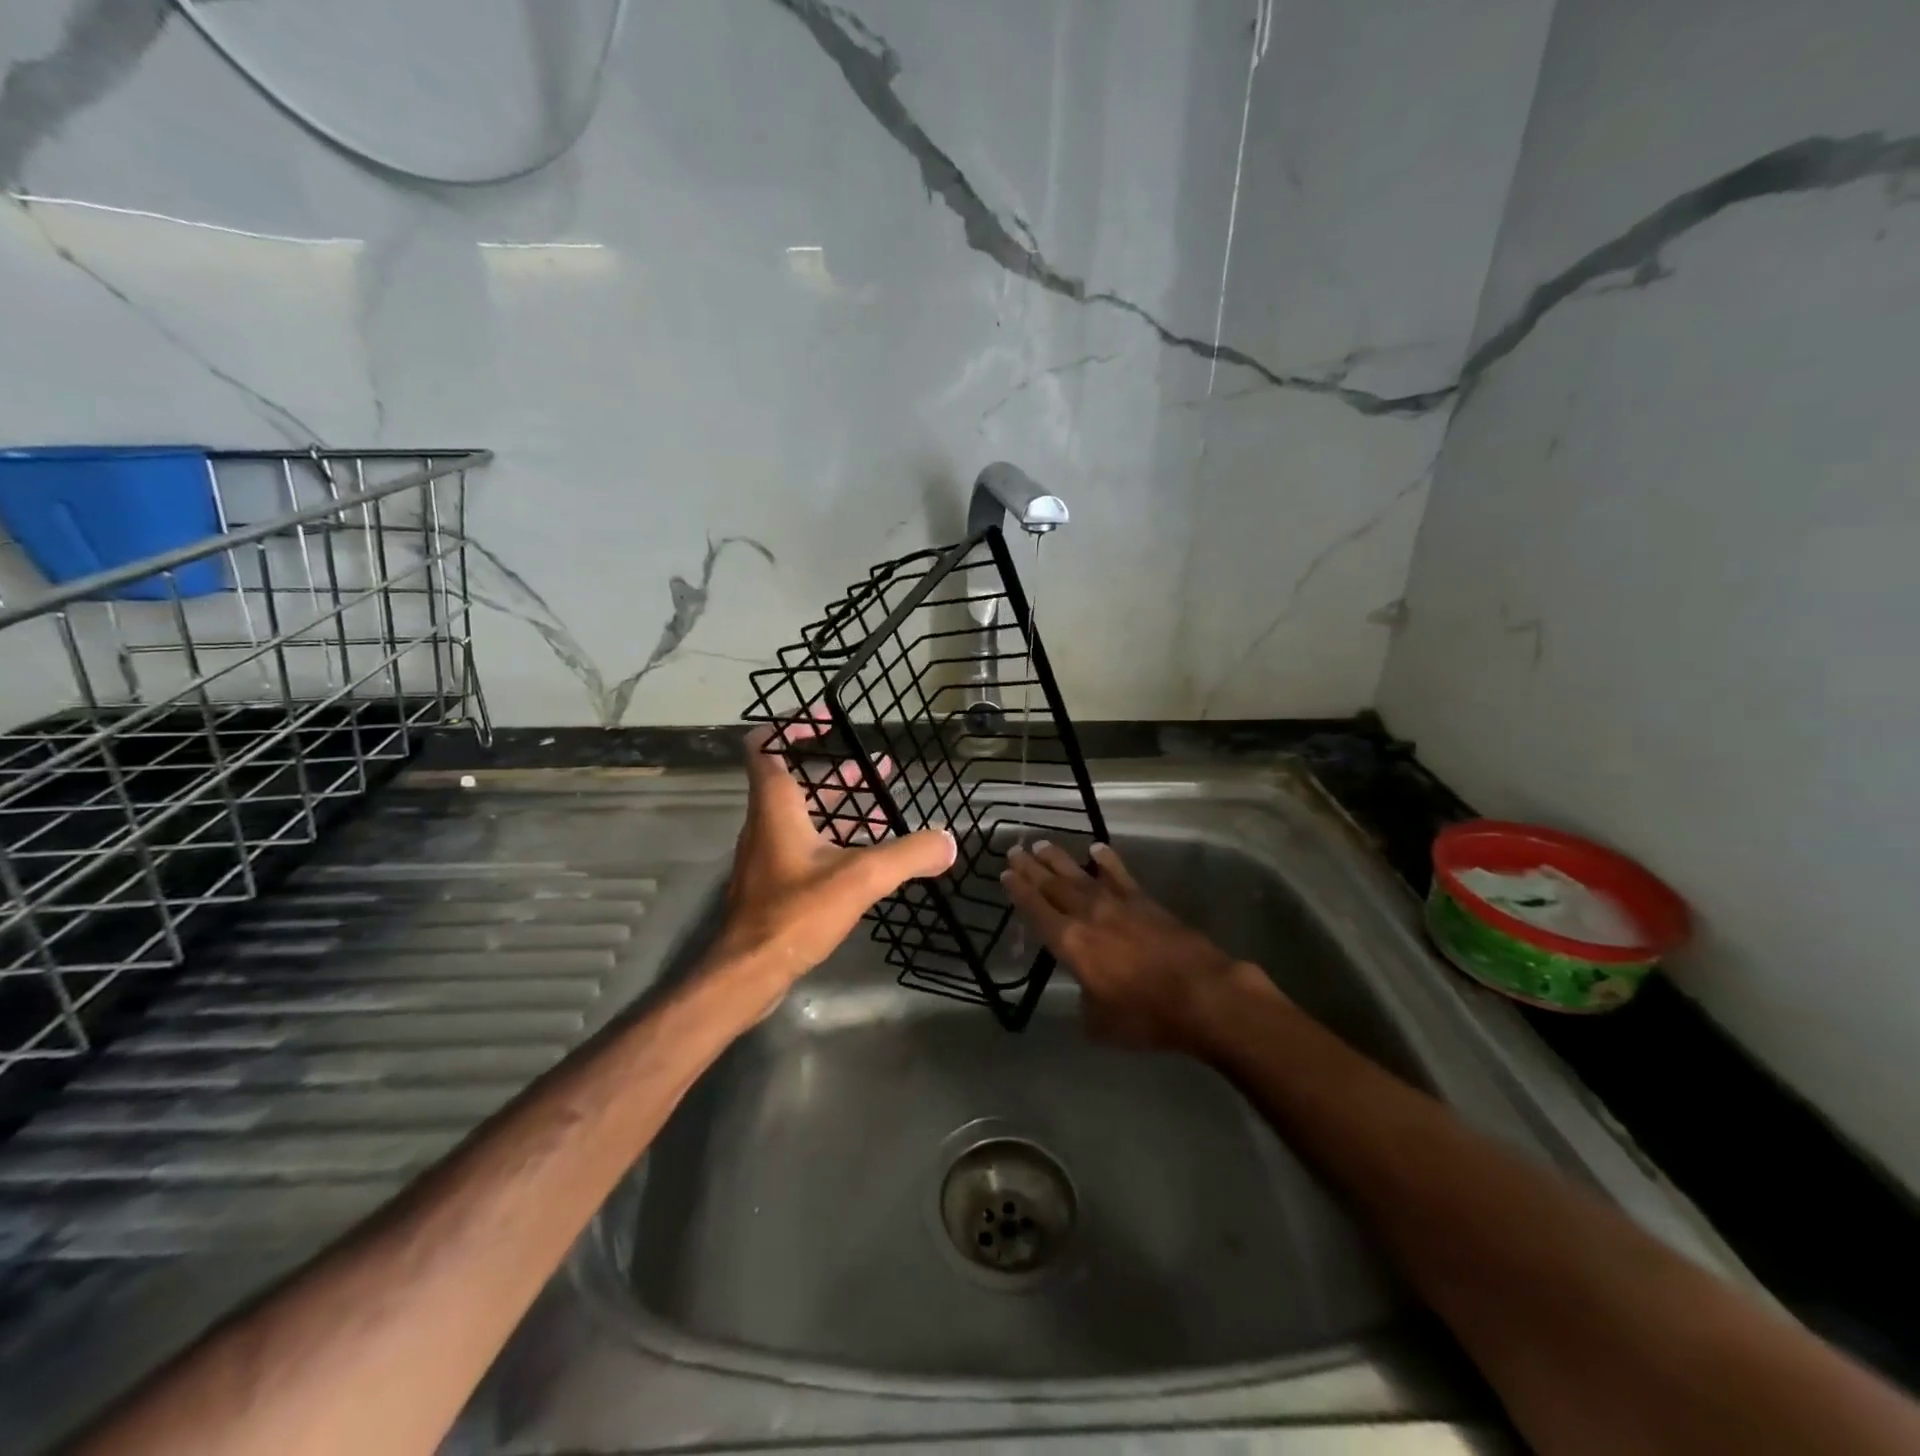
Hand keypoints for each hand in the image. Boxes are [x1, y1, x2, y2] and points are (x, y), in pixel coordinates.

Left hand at [714, 722, 955, 1010]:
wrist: (748, 973)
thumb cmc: (794, 914)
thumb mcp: (859, 878)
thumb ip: (908, 855)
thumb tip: (949, 841)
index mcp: (776, 807)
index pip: (766, 746)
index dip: (792, 725)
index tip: (829, 720)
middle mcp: (767, 823)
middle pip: (797, 780)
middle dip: (839, 771)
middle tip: (878, 767)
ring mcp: (770, 855)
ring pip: (806, 815)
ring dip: (843, 806)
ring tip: (886, 804)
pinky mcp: (777, 883)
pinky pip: (809, 845)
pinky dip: (839, 839)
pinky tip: (872, 854)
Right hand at [1002, 840, 1283, 1052]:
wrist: (1203, 995)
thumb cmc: (1146, 1016)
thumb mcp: (1101, 1024)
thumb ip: (1086, 1002)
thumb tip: (1087, 992)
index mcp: (1071, 944)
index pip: (1037, 912)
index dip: (1019, 892)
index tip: (1005, 874)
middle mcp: (1088, 916)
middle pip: (1053, 886)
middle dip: (1031, 868)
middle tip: (1014, 850)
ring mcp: (1118, 904)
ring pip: (1080, 875)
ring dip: (1059, 859)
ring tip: (1042, 844)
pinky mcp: (1145, 901)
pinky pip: (1119, 875)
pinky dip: (1107, 861)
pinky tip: (1096, 848)